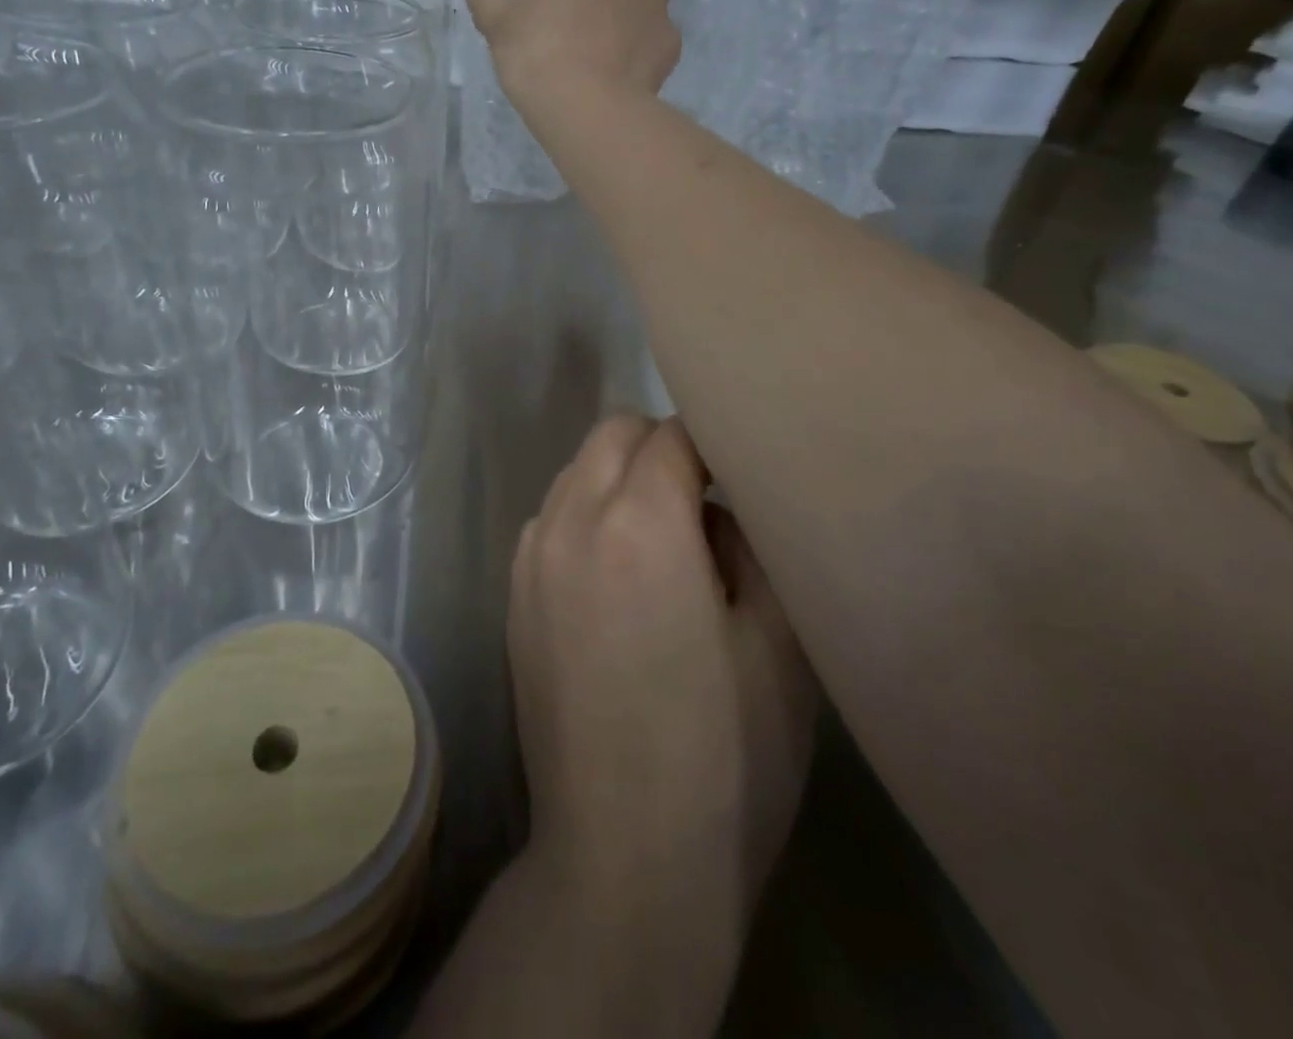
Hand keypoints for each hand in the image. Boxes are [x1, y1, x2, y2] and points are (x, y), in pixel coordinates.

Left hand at [508, 415, 819, 958]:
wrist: (624, 860)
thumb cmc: (726, 757)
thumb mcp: (779, 642)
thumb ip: (753, 542)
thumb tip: (718, 504)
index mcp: (638, 523)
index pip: (672, 434)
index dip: (714, 443)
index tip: (740, 473)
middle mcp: (569, 521)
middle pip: (613, 434)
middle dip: (661, 447)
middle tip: (707, 505)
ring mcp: (530, 558)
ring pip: (576, 472)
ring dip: (619, 480)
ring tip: (663, 546)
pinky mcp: (513, 597)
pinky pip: (551, 519)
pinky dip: (586, 518)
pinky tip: (617, 581)